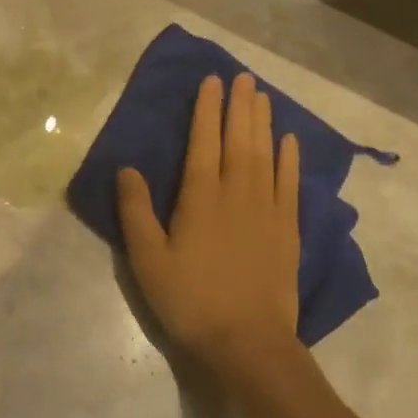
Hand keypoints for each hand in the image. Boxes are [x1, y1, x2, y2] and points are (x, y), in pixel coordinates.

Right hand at [117, 73, 303, 383]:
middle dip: (239, 106)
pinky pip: (289, 183)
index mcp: (200, 197)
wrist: (247, 341)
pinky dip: (289, 159)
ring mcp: (267, 209)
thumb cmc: (190, 300)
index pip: (204, 141)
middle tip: (242, 77)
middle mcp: (237, 193)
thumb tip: (127, 168)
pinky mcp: (288, 229)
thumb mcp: (148, 260)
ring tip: (262, 95)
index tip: (212, 81)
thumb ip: (136, 211)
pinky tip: (289, 141)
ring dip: (263, 123)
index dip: (206, 109)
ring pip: (266, 154)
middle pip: (239, 139)